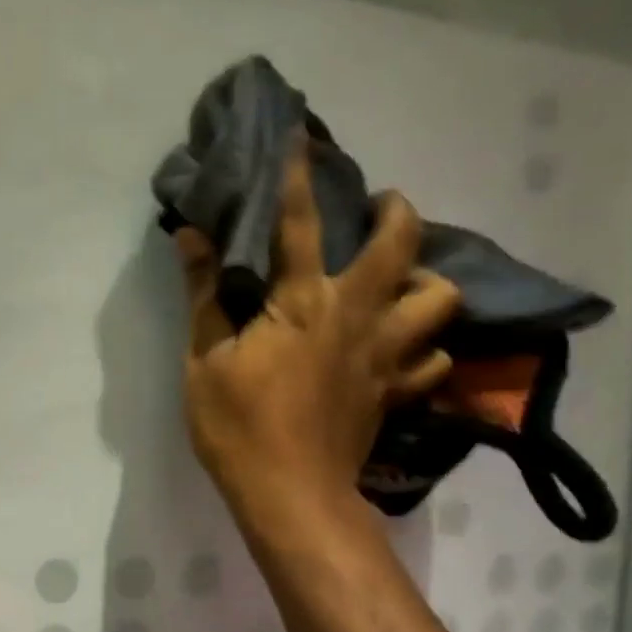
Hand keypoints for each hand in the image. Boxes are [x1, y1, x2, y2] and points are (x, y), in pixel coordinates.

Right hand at [175, 144, 461, 537]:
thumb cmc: (237, 427)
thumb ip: (204, 295)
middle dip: (397, 211)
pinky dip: (427, 347)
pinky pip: (434, 358)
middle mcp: (356, 316)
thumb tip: (192, 235)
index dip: (297, 176)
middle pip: (401, 245)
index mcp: (303, 303)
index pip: (299, 223)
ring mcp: (386, 355)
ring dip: (427, 280)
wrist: (290, 495)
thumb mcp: (204, 360)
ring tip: (403, 283)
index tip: (301, 137)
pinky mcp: (396, 391)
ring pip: (440, 299)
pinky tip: (408, 349)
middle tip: (381, 209)